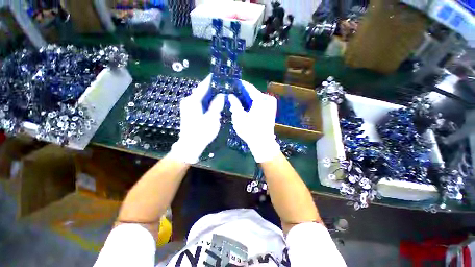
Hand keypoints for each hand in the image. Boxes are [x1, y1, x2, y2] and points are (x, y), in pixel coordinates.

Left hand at [168, 74, 224, 163]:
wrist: (190, 145)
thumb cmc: (202, 132)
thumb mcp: (212, 118)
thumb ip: (217, 105)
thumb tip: (221, 95)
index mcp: (193, 101)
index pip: (203, 86)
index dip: (210, 80)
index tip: (217, 75)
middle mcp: (188, 101)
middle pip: (201, 91)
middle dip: (211, 88)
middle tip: (222, 85)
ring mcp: (187, 106)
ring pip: (200, 97)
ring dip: (209, 95)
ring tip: (220, 92)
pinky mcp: (189, 111)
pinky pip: (199, 102)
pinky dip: (206, 101)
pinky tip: (214, 102)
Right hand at [228, 80, 280, 162]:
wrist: (262, 143)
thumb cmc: (250, 130)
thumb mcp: (239, 117)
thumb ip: (235, 104)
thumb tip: (231, 95)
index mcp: (261, 99)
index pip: (249, 87)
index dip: (240, 85)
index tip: (233, 83)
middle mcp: (267, 99)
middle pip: (253, 93)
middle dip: (242, 94)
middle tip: (232, 95)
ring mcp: (270, 105)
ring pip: (256, 98)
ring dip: (246, 100)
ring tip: (236, 101)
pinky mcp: (271, 110)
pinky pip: (259, 103)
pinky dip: (252, 104)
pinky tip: (244, 107)